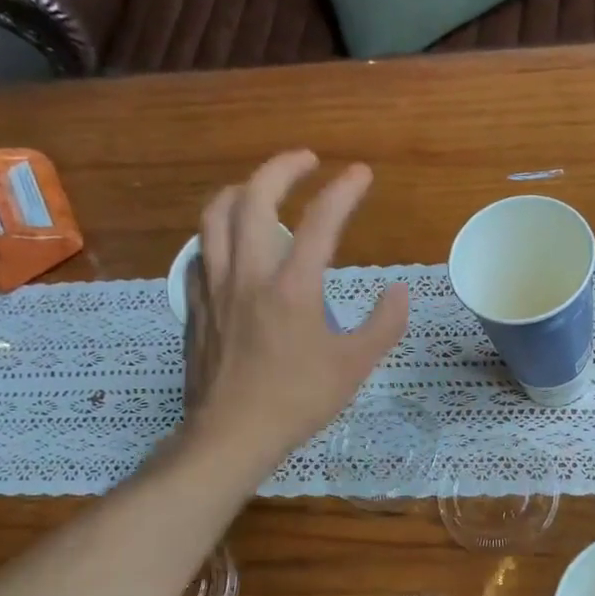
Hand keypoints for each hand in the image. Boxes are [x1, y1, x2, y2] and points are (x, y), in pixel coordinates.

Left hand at [187, 151, 407, 461]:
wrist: (231, 434)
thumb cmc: (297, 401)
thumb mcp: (355, 367)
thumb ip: (384, 324)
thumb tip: (398, 290)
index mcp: (291, 287)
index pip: (320, 222)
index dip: (344, 190)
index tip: (361, 173)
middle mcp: (248, 274)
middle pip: (254, 199)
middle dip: (282, 169)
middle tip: (306, 161)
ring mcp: (215, 287)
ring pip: (215, 216)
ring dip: (242, 190)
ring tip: (263, 188)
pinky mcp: (196, 305)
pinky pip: (201, 250)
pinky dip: (218, 231)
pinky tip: (229, 242)